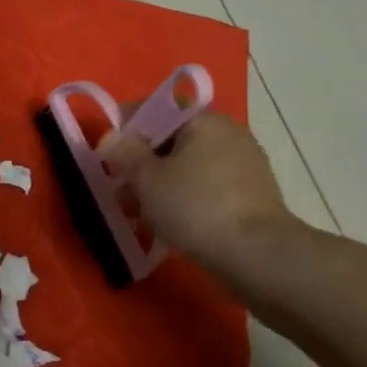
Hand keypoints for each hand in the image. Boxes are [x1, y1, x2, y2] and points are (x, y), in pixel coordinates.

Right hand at [98, 110, 296, 275]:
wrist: (259, 256)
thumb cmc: (195, 207)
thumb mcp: (146, 178)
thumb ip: (124, 152)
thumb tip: (110, 137)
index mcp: (203, 120)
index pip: (155, 110)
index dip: (125, 130)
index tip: (108, 157)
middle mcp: (228, 134)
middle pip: (171, 141)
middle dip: (141, 164)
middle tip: (121, 192)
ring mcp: (244, 165)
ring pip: (187, 167)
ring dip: (160, 185)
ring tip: (140, 216)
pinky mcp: (252, 195)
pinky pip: (206, 188)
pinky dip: (185, 199)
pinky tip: (170, 225)